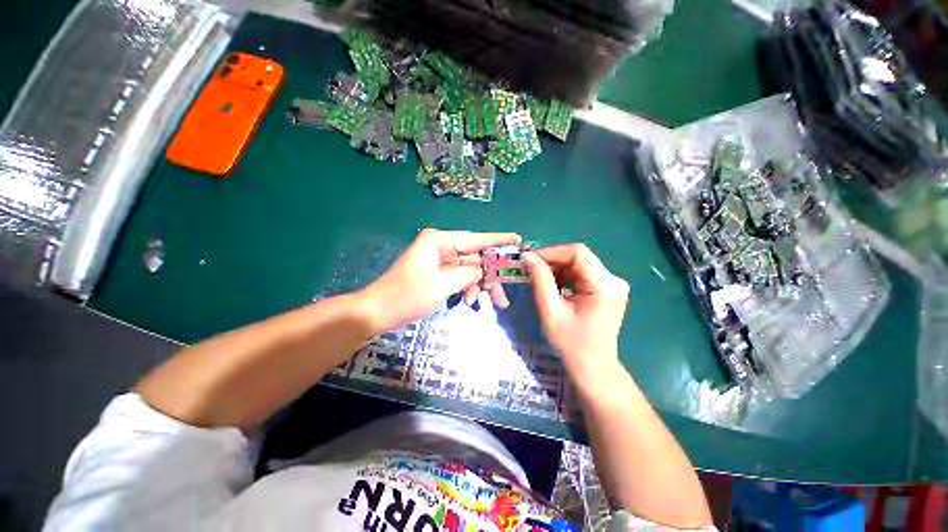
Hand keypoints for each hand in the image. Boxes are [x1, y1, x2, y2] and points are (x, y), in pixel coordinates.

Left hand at [360, 229, 520, 331]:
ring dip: (478, 286)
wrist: (377, 312)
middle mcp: (440, 246)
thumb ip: (468, 274)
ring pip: (467, 270)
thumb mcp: (443, 285)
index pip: (475, 239)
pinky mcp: (436, 272)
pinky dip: (466, 289)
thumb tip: (482, 270)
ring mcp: (438, 260)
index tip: (517, 239)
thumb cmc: (407, 296)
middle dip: (489, 276)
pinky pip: (458, 277)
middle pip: (473, 257)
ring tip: (488, 304)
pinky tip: (470, 302)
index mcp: (438, 241)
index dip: (498, 240)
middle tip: (504, 294)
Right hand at [522, 244, 629, 380]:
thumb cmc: (571, 343)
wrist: (592, 367)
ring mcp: (612, 285)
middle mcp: (613, 280)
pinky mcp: (606, 289)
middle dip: (552, 261)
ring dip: (556, 269)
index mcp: (604, 285)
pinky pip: (582, 274)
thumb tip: (527, 256)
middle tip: (530, 269)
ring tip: (538, 279)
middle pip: (578, 258)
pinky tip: (552, 286)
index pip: (577, 253)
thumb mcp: (551, 311)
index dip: (551, 252)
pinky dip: (564, 277)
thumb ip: (540, 280)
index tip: (530, 259)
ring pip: (578, 265)